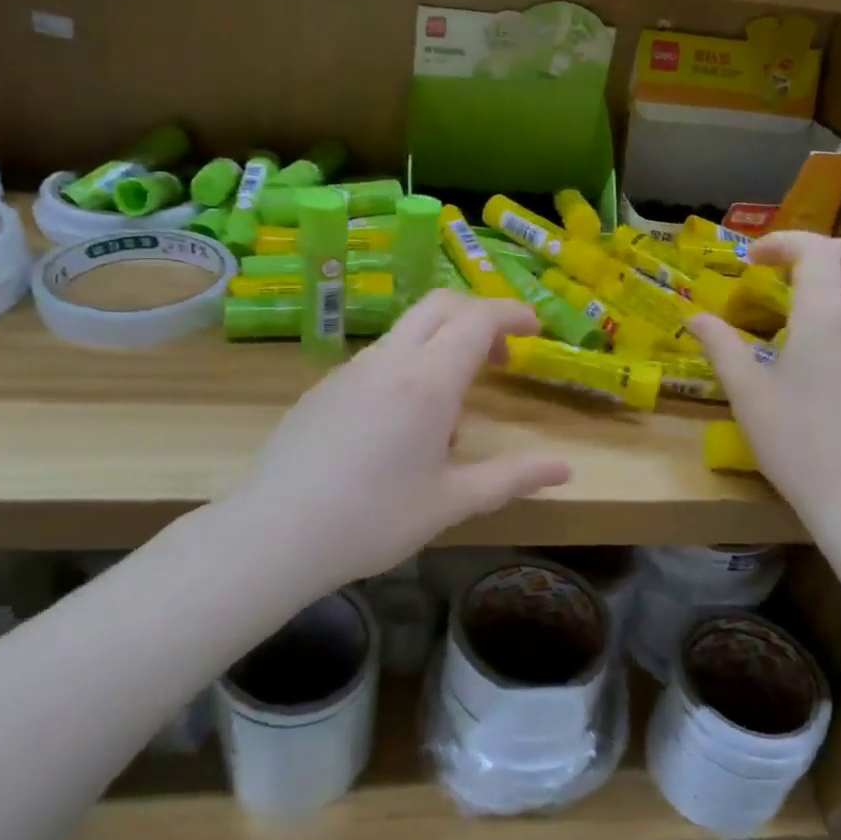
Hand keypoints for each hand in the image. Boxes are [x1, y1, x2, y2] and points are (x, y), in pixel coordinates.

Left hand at [230, 291, 573, 585]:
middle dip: (477, 316)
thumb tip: (566, 469)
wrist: (274, 533)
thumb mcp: (451, 502)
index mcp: (427, 382)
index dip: (511, 313)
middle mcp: (389, 361)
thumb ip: (512, 478)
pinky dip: (407, 368)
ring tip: (450, 414)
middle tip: (501, 356)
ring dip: (441, 347)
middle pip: (439, 306)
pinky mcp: (324, 388)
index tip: (535, 328)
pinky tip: (399, 428)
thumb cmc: (373, 519)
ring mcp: (350, 370)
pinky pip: (378, 360)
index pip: (477, 319)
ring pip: (407, 333)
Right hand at [691, 234, 840, 534]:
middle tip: (790, 269)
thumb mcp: (747, 393)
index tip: (751, 260)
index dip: (782, 242)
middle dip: (829, 248)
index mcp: (826, 315)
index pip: (816, 249)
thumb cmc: (797, 442)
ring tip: (799, 316)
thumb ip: (721, 346)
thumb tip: (694, 317)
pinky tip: (826, 358)